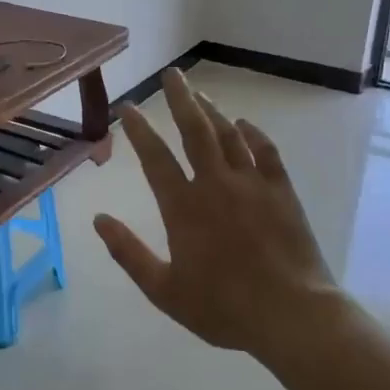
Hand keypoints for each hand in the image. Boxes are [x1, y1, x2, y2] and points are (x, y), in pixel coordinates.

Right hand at [93, 69, 345, 358]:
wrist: (291, 315)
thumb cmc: (223, 308)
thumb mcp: (163, 290)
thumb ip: (128, 252)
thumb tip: (98, 220)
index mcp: (184, 208)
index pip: (155, 158)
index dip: (139, 130)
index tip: (128, 108)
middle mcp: (216, 185)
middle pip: (195, 131)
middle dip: (180, 99)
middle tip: (172, 74)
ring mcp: (253, 185)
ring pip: (229, 136)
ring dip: (212, 111)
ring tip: (199, 93)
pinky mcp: (282, 193)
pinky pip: (267, 153)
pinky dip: (254, 135)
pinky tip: (245, 125)